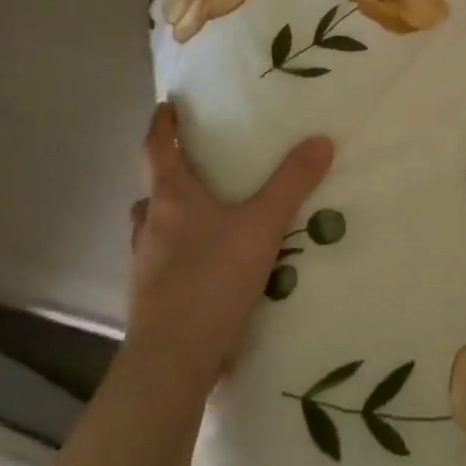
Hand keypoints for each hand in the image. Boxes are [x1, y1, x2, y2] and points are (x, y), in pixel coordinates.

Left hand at [125, 103, 333, 391]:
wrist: (173, 360)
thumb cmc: (213, 279)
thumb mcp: (263, 226)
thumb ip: (292, 183)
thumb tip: (321, 140)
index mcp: (171, 198)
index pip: (157, 149)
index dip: (162, 125)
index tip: (167, 106)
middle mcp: (150, 225)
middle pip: (153, 189)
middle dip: (170, 174)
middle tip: (198, 165)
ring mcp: (144, 264)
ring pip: (154, 227)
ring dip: (171, 215)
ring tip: (205, 216)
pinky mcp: (150, 297)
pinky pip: (162, 261)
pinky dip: (179, 252)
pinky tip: (207, 265)